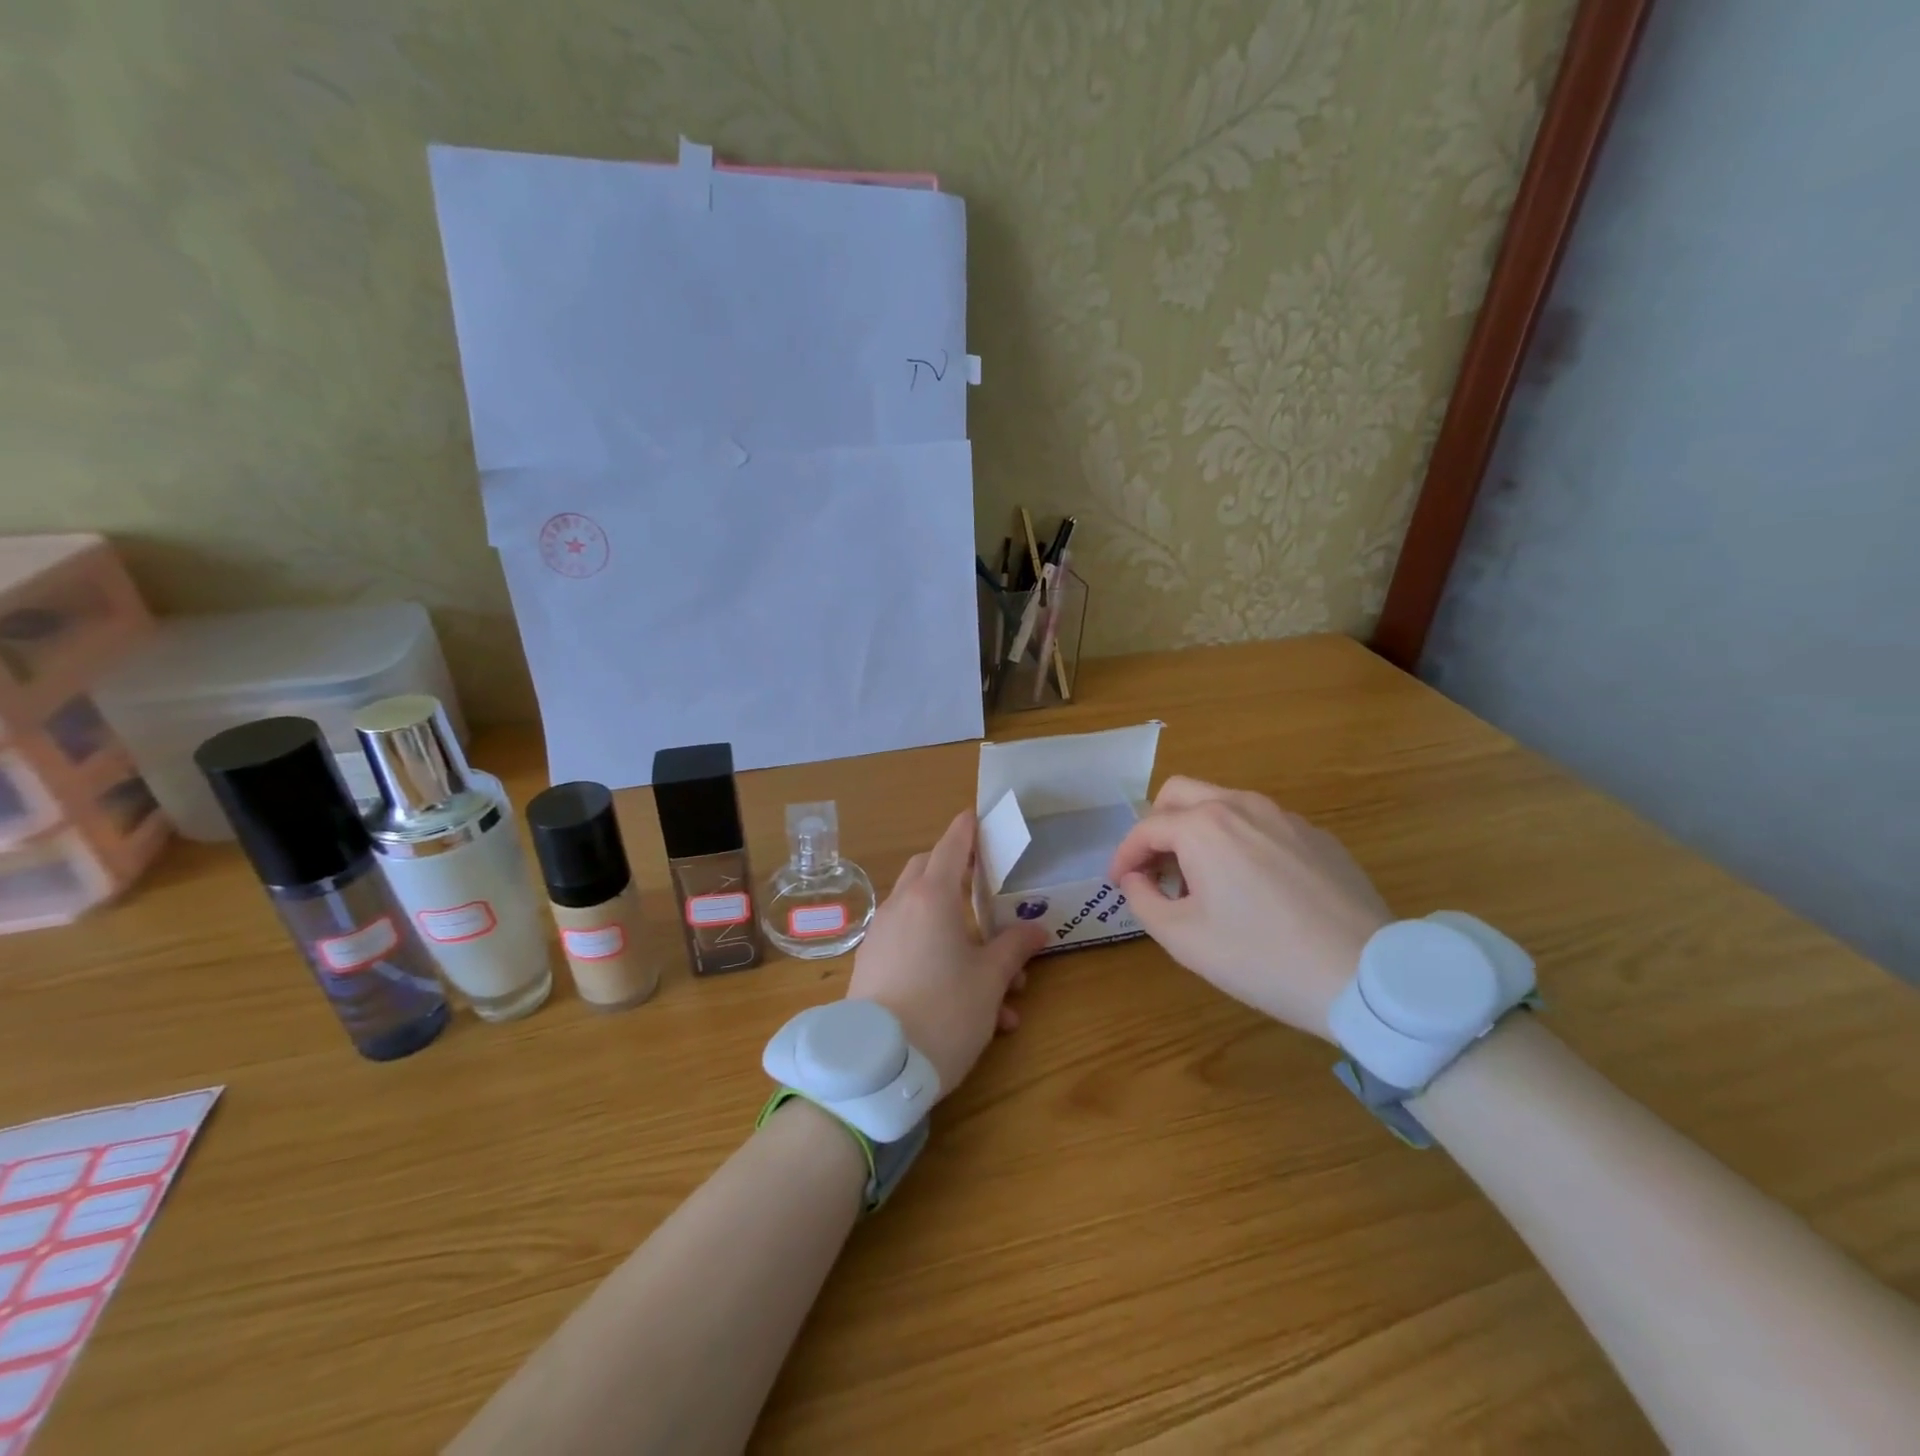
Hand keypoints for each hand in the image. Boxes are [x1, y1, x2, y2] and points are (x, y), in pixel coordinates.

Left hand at [847, 810, 1050, 1097]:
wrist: (878, 1069)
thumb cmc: (944, 1011)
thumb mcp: (990, 980)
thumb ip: (1014, 947)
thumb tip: (1036, 929)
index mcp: (932, 897)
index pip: (952, 844)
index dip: (968, 828)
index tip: (979, 815)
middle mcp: (902, 906)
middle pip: (930, 871)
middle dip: (961, 876)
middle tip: (990, 894)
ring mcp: (882, 935)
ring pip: (924, 915)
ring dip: (961, 935)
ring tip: (1006, 988)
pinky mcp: (872, 966)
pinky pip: (911, 947)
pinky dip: (940, 960)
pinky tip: (974, 1009)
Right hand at [1107, 777, 1390, 1040]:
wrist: (1365, 976)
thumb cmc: (1262, 958)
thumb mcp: (1184, 939)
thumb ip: (1142, 900)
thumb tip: (1135, 878)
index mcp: (1204, 827)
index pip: (1145, 828)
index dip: (1123, 856)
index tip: (1118, 883)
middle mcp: (1242, 806)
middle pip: (1180, 794)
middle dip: (1156, 826)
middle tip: (1154, 868)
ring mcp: (1285, 817)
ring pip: (1223, 804)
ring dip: (1197, 832)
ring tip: (1202, 882)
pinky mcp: (1318, 836)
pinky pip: (1262, 824)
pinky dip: (1239, 842)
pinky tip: (1253, 888)